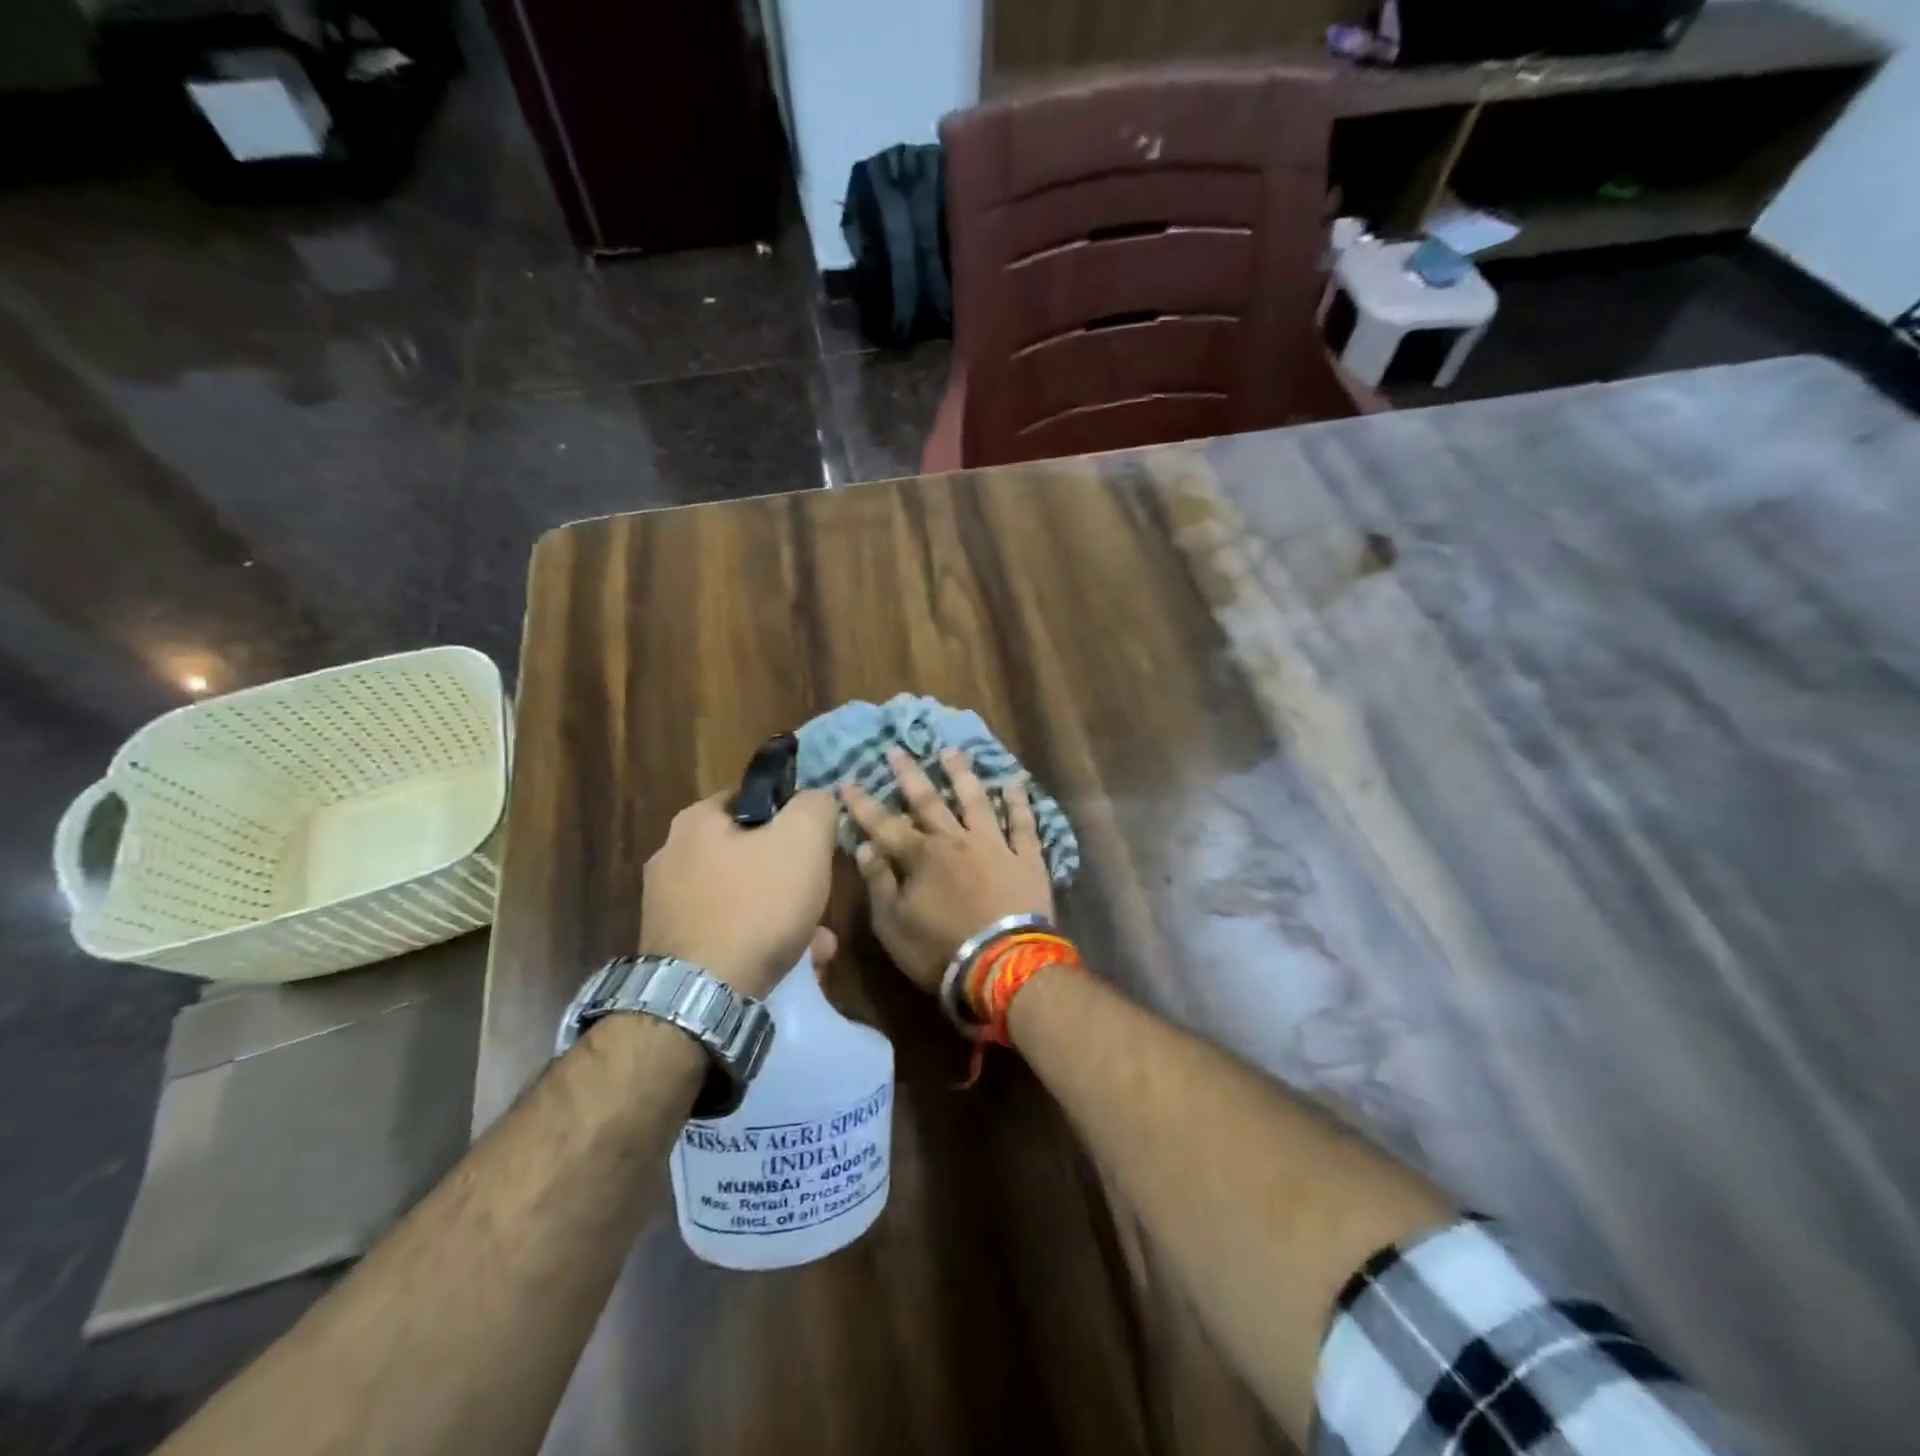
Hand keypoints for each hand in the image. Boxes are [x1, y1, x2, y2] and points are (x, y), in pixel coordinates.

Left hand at [639, 789, 838, 999]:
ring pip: (742, 896)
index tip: (817, 843)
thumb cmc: (757, 904)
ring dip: (781, 911)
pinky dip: (759, 940)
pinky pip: (727, 931)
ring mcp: (667, 905)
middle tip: (819, 893)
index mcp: (696, 820)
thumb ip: (815, 806)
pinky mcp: (672, 947)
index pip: (754, 799)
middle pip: (750, 852)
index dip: (792, 815)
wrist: (702, 997)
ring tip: (816, 939)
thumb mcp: (804, 840)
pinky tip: (790, 962)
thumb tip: (817, 797)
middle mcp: (672, 856)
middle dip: (790, 873)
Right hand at [840, 748, 1055, 993]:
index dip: (864, 804)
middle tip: (897, 750)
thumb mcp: (893, 925)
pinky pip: (1023, 824)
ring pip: (976, 801)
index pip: (884, 824)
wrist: (1003, 966)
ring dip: (961, 774)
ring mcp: (994, 845)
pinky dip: (1018, 802)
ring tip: (951, 750)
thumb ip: (879, 883)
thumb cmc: (940, 951)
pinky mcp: (1026, 858)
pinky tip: (1013, 782)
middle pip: (929, 801)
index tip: (847, 782)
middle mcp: (956, 841)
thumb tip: (866, 846)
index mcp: (921, 857)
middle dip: (910, 775)